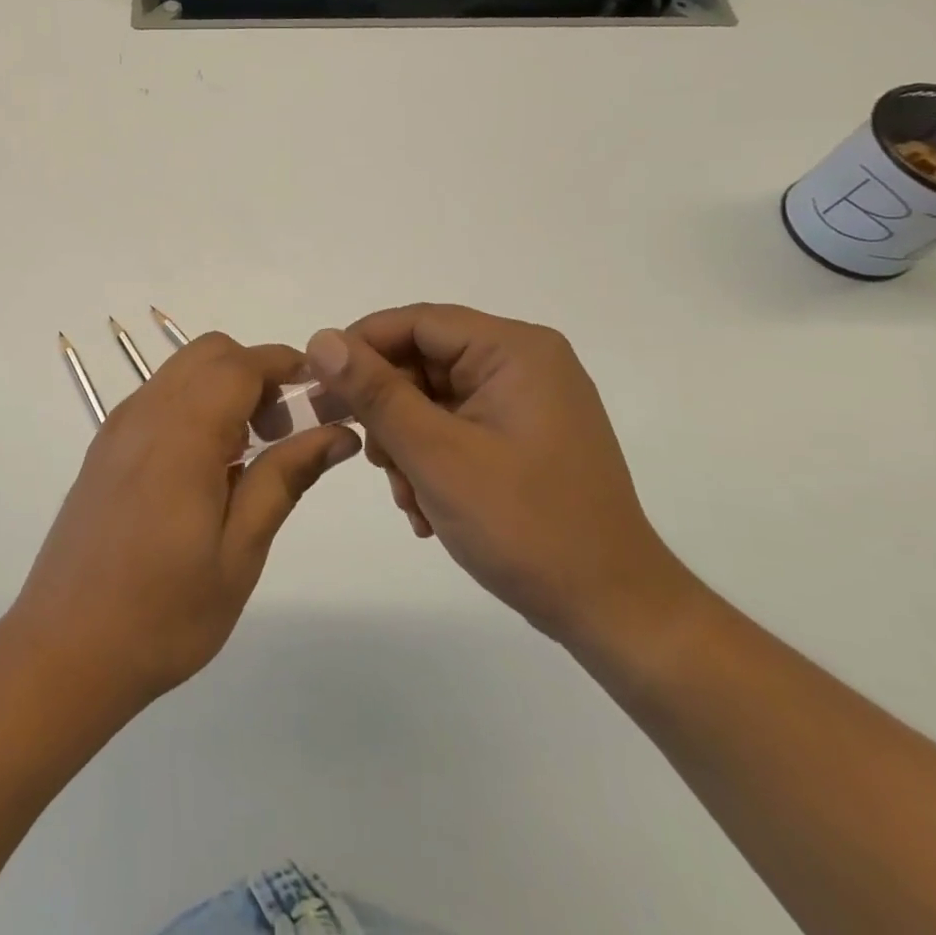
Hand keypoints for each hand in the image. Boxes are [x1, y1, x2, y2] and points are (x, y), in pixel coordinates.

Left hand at [9, 333, 360, 712]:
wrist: (64, 650)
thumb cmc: (163, 612)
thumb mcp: (239, 551)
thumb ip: (285, 478)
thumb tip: (338, 433)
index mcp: (182, 433)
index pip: (241, 364)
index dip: (287, 365)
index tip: (324, 395)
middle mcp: (145, 413)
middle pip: (210, 353)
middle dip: (257, 373)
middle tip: (284, 433)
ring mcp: (119, 428)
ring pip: (182, 372)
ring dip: (225, 389)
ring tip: (249, 456)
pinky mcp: (105, 448)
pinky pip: (159, 399)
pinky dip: (195, 407)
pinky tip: (206, 470)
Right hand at [305, 305, 685, 646]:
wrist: (615, 612)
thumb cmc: (526, 526)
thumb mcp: (437, 455)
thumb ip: (375, 392)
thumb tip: (320, 339)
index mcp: (514, 350)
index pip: (416, 322)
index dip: (360, 348)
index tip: (320, 389)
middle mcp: (523, 362)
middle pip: (423, 361)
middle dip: (388, 411)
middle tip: (367, 457)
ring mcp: (527, 400)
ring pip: (433, 398)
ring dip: (406, 443)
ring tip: (406, 496)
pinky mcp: (524, 434)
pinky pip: (456, 425)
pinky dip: (431, 458)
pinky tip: (426, 505)